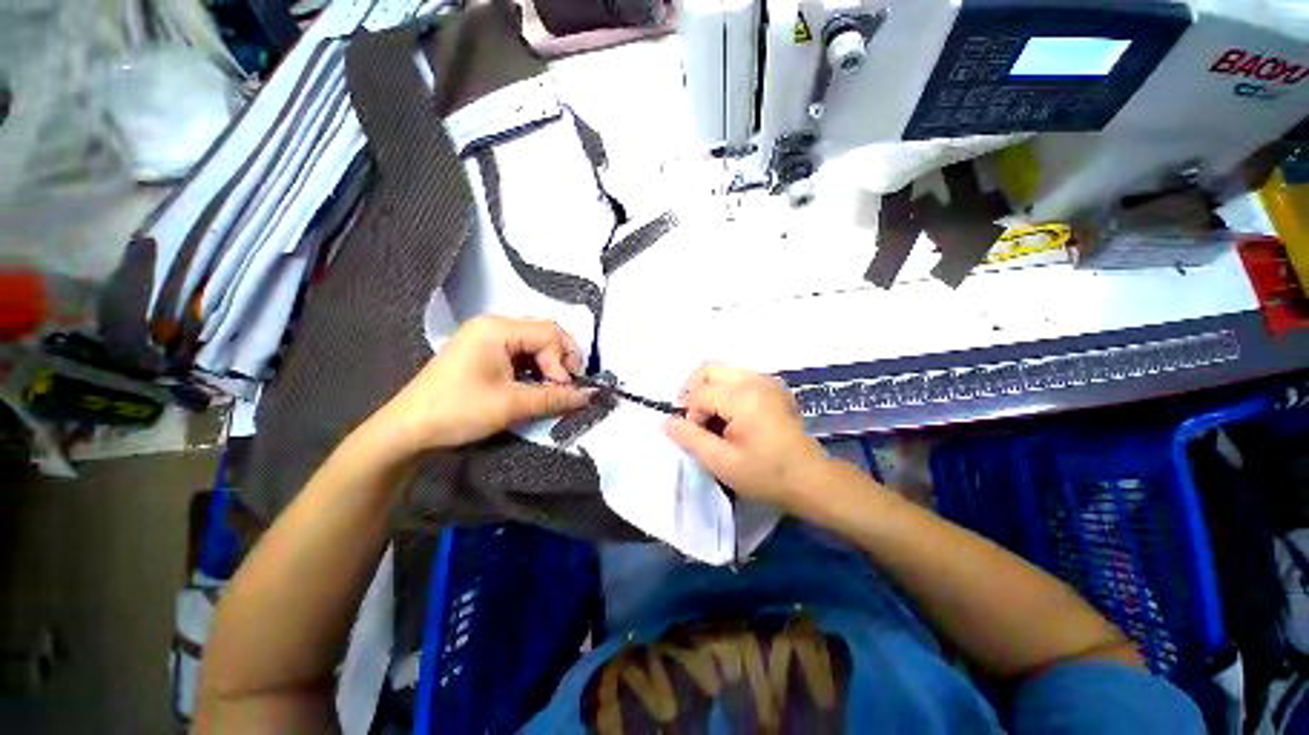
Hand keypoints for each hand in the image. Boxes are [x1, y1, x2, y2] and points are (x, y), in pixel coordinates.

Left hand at [366, 316, 591, 458]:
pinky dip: (535, 368)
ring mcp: (487, 338)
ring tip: (552, 388)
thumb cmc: (458, 411)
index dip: (563, 361)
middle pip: (544, 333)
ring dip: (549, 365)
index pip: (549, 334)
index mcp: (497, 329)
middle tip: (564, 385)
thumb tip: (592, 395)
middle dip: (561, 359)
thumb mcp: (512, 405)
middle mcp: (494, 325)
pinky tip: (535, 385)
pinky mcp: (484, 353)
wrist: (407, 431)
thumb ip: (556, 397)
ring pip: (535, 343)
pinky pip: (521, 353)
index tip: (563, 390)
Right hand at [664, 363, 829, 512]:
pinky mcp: (772, 386)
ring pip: (722, 372)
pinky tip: (731, 416)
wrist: (811, 479)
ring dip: (709, 391)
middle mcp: (755, 379)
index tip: (697, 436)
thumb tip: (667, 421)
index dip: (690, 414)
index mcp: (743, 396)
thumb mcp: (722, 463)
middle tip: (696, 421)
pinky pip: (737, 378)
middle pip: (708, 370)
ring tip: (713, 420)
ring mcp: (766, 380)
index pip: (699, 393)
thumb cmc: (766, 475)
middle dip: (694, 393)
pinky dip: (724, 391)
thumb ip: (690, 439)